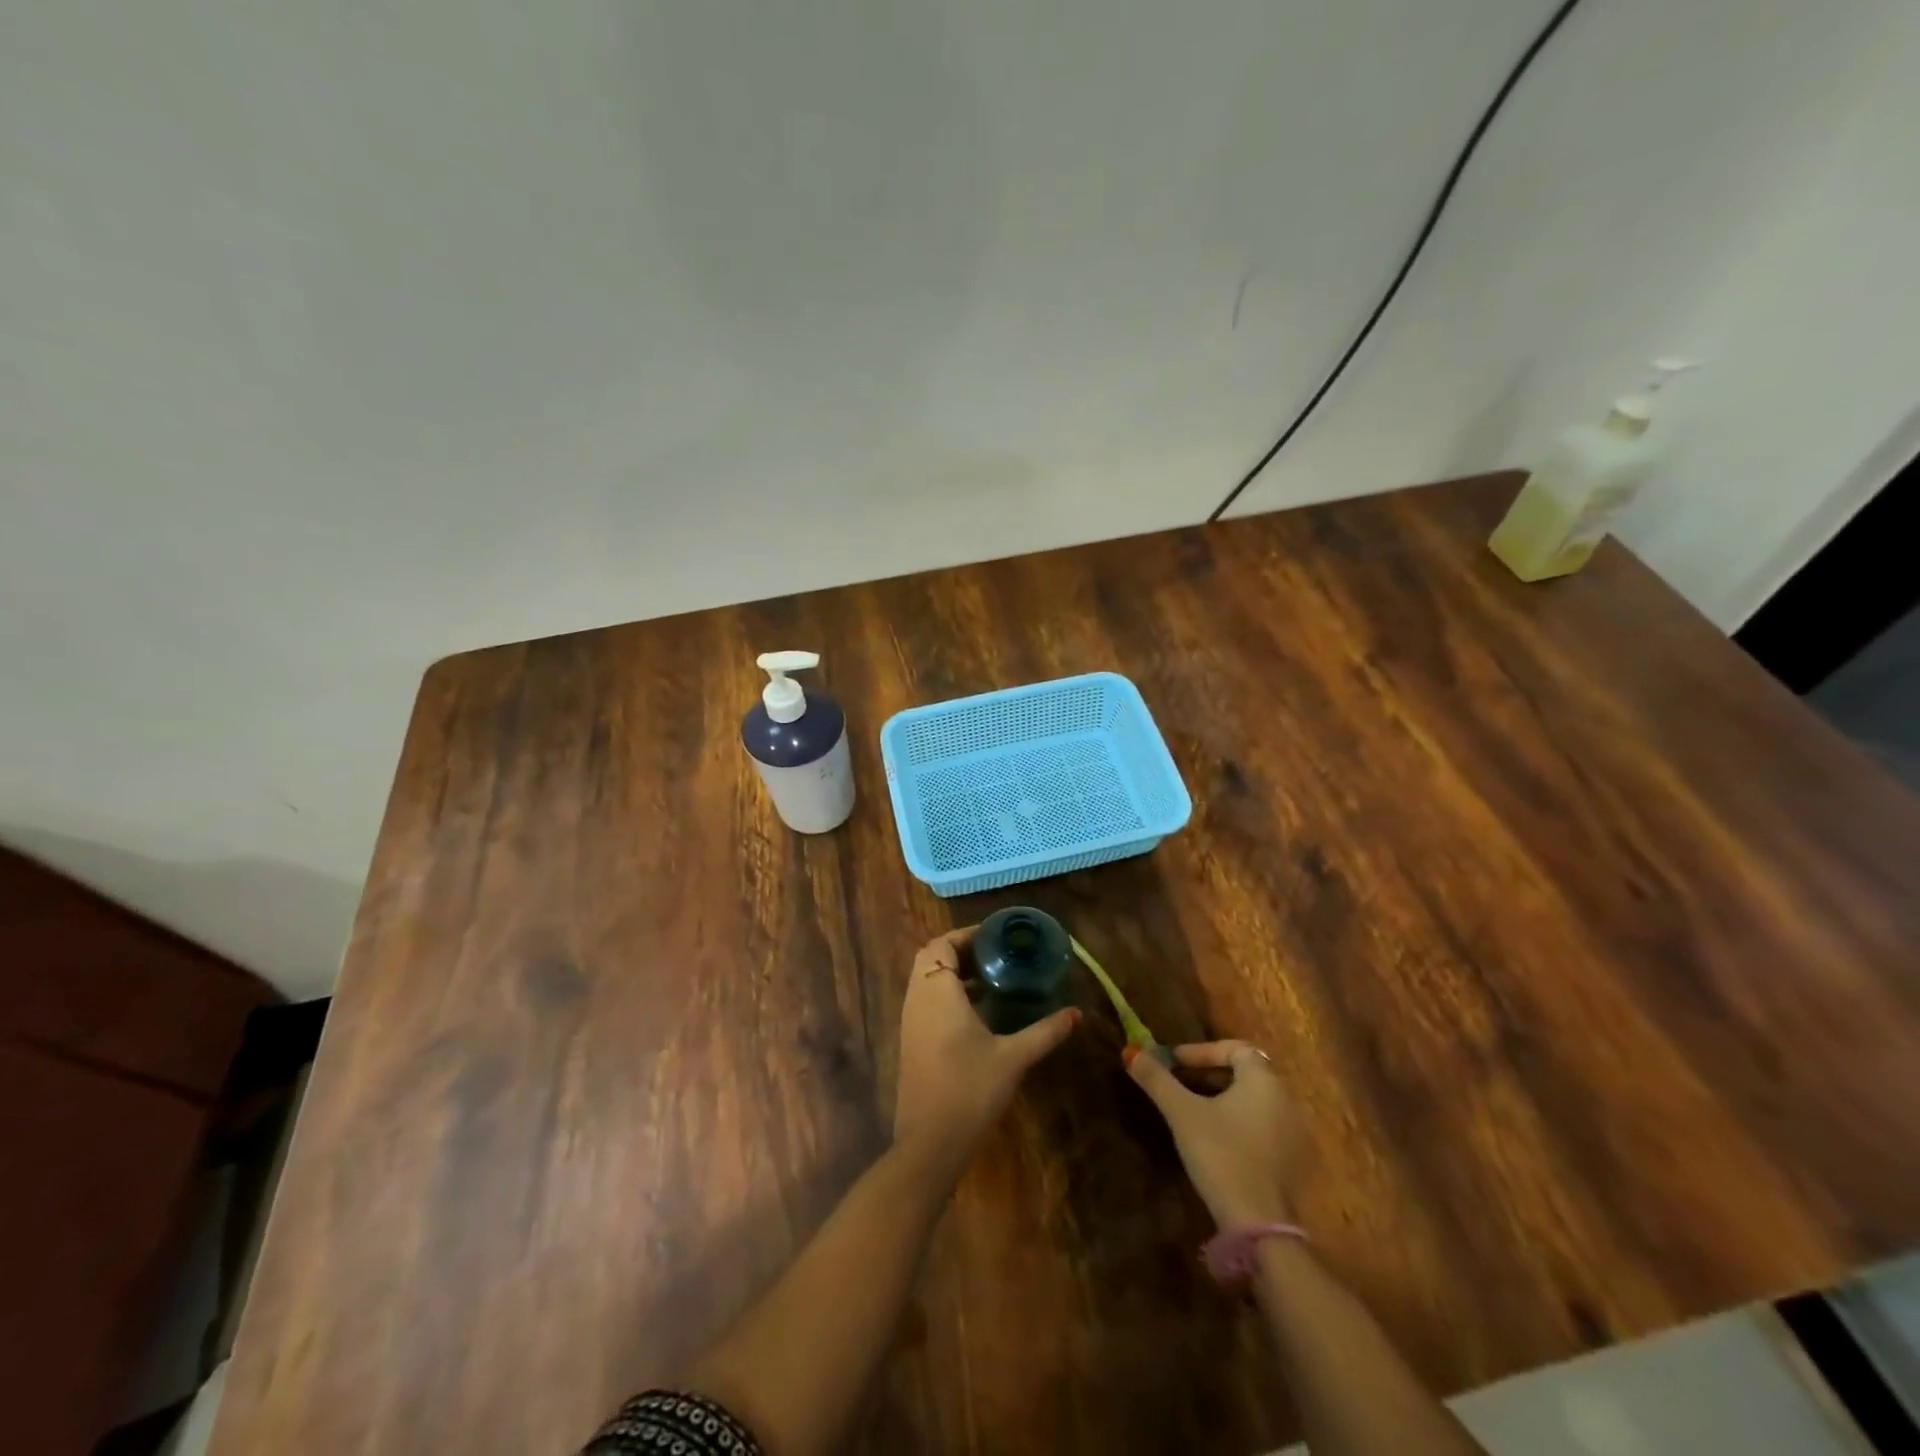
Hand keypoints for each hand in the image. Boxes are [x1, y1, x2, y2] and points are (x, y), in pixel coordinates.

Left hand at [893, 927, 1079, 1165]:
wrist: (930, 1142)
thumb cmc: (970, 1090)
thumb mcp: (1013, 1058)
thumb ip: (1045, 1032)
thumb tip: (1076, 1014)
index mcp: (937, 991)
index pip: (942, 944)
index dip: (966, 935)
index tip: (997, 937)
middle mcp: (917, 998)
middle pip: (931, 957)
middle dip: (960, 951)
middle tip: (996, 956)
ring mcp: (910, 1020)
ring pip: (926, 979)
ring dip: (952, 972)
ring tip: (991, 979)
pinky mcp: (911, 1040)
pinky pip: (925, 1000)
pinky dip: (945, 993)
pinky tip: (977, 1012)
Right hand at [1126, 1041, 1305, 1229]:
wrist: (1259, 1225)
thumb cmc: (1220, 1154)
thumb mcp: (1181, 1112)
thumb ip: (1156, 1079)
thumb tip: (1131, 1052)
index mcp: (1264, 1080)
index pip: (1234, 1048)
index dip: (1201, 1051)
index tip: (1173, 1062)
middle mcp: (1286, 1100)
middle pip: (1245, 1073)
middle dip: (1208, 1074)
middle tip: (1178, 1083)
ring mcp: (1295, 1133)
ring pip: (1254, 1101)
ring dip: (1223, 1098)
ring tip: (1192, 1110)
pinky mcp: (1295, 1163)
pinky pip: (1264, 1126)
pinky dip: (1239, 1122)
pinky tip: (1216, 1139)